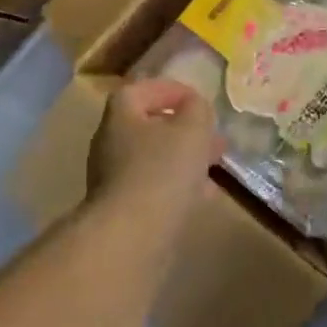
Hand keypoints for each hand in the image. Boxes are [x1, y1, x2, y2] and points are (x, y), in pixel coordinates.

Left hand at [87, 79, 220, 225]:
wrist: (132, 236)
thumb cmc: (162, 170)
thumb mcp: (192, 129)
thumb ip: (197, 110)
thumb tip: (195, 107)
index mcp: (121, 116)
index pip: (141, 89)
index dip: (170, 90)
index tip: (198, 100)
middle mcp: (111, 143)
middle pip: (149, 126)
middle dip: (185, 129)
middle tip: (213, 136)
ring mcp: (114, 179)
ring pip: (155, 159)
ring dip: (185, 159)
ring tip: (215, 166)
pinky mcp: (124, 209)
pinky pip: (155, 187)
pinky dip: (179, 186)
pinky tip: (203, 195)